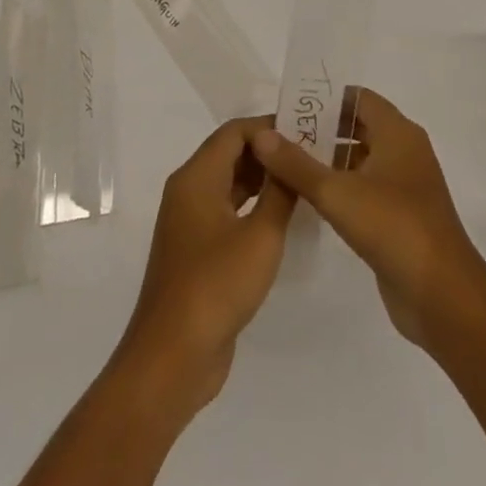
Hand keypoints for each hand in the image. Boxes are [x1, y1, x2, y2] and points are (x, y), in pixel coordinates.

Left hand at [113, 116, 295, 419]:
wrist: (172, 358)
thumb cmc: (216, 286)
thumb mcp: (261, 236)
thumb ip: (279, 191)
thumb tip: (289, 156)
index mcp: (196, 178)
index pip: (235, 132)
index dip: (270, 126)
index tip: (307, 131)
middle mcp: (188, 192)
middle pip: (231, 154)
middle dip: (269, 151)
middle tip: (312, 153)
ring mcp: (190, 223)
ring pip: (230, 183)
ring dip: (263, 179)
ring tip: (305, 179)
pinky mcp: (197, 250)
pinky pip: (228, 211)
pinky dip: (254, 205)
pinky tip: (284, 215)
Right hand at [251, 88, 485, 350]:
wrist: (441, 293)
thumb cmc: (393, 227)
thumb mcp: (337, 193)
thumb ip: (296, 164)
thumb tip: (262, 135)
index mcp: (398, 133)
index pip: (358, 98)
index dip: (325, 98)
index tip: (289, 108)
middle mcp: (404, 150)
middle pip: (358, 126)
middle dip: (321, 129)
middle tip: (279, 137)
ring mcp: (404, 184)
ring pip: (361, 159)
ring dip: (329, 159)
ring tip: (285, 165)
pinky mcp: (400, 215)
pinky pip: (366, 187)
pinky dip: (341, 187)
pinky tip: (309, 198)